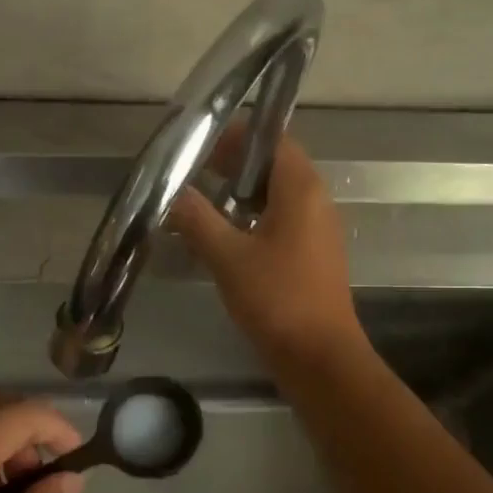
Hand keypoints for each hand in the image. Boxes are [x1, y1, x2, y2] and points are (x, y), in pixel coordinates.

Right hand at [168, 129, 363, 364]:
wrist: (319, 357)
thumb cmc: (277, 298)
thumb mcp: (228, 257)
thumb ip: (197, 219)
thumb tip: (172, 192)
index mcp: (301, 189)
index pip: (272, 138)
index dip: (237, 135)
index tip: (201, 141)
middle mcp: (315, 201)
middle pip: (273, 165)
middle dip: (234, 164)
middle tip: (193, 171)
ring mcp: (316, 229)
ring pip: (276, 196)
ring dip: (240, 194)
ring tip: (201, 202)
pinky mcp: (311, 255)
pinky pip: (281, 221)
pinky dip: (252, 219)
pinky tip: (222, 238)